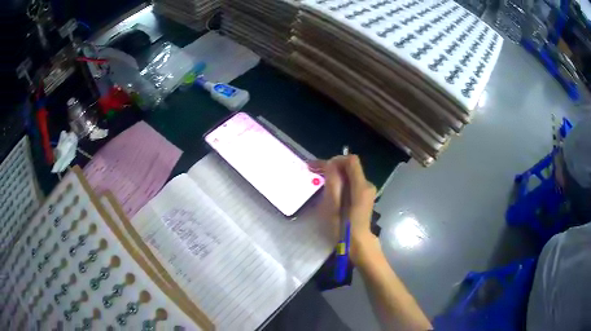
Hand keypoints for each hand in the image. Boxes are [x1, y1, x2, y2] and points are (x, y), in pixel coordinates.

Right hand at [309, 155, 377, 263]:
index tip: (320, 167)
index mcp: (361, 186)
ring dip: (335, 174)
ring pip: (350, 174)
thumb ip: (332, 182)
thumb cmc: (343, 228)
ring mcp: (367, 191)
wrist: (357, 244)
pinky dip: (340, 182)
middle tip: (314, 171)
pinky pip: (352, 182)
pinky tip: (330, 188)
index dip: (335, 160)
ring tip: (319, 179)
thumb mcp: (333, 206)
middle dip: (332, 166)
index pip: (351, 161)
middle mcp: (367, 185)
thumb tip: (330, 164)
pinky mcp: (364, 196)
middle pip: (350, 167)